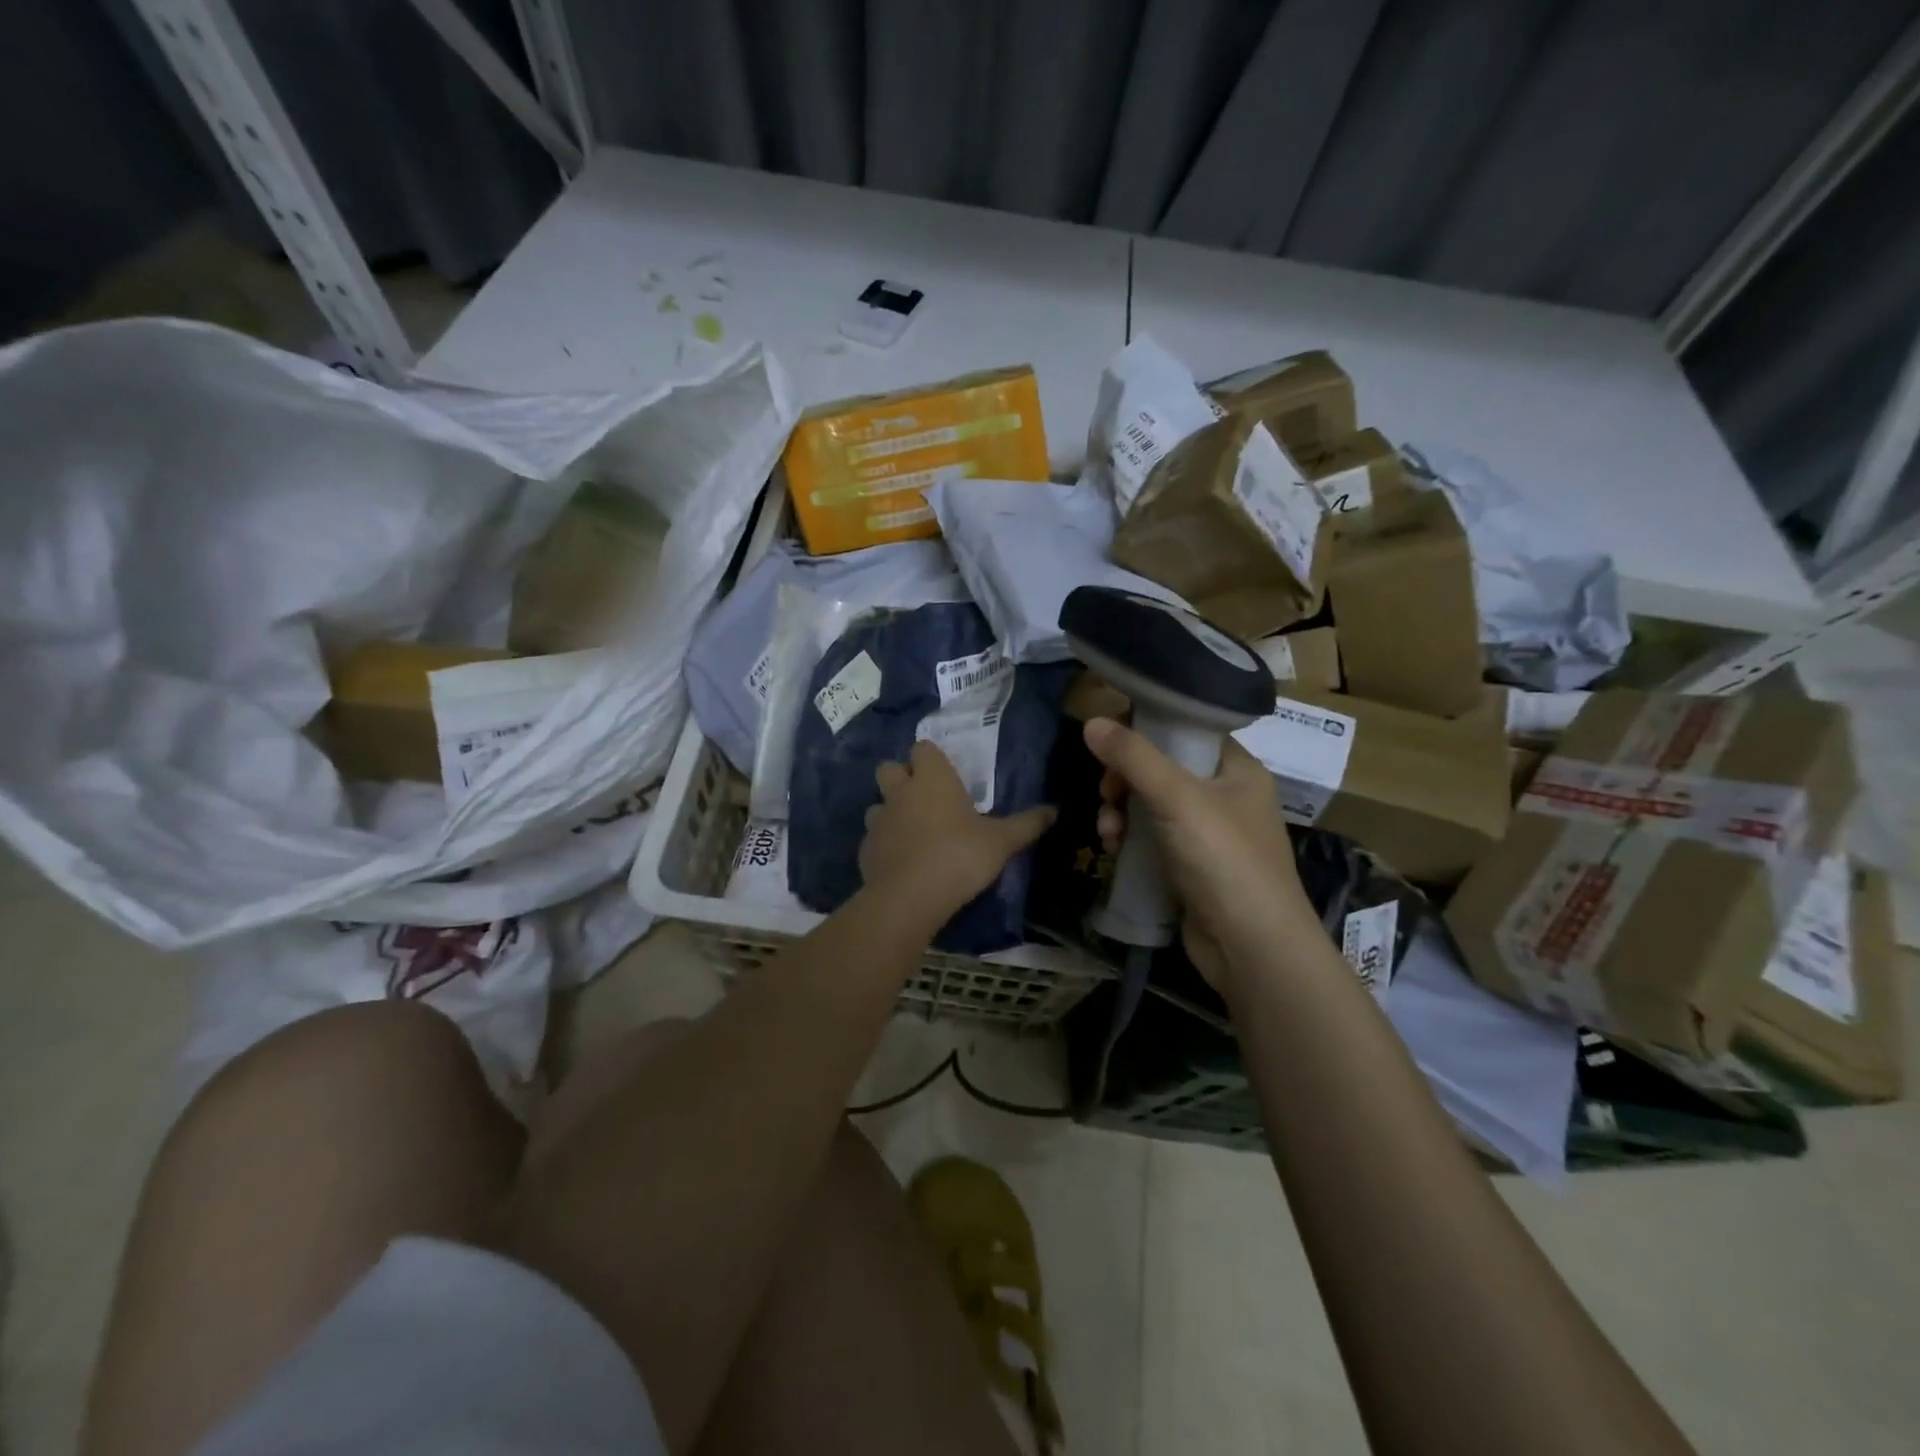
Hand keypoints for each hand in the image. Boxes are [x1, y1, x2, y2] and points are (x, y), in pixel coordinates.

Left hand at [860, 741, 1055, 922]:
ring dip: (891, 812)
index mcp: (932, 779)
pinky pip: (873, 838)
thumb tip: (1055, 810)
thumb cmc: (960, 857)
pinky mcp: (865, 850)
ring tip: (912, 831)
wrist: (910, 898)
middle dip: (902, 777)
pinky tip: (901, 862)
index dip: (931, 758)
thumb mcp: (1002, 842)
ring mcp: (878, 821)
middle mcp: (900, 792)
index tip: (946, 773)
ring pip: (877, 804)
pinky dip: (885, 844)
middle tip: (925, 798)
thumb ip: (1026, 824)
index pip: (923, 748)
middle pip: (890, 768)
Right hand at [1085, 717, 1313, 989]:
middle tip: (1107, 795)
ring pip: (1150, 804)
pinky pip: (1151, 837)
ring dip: (1120, 812)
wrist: (1252, 947)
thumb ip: (1133, 757)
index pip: (1185, 729)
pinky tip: (1113, 851)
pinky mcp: (1190, 865)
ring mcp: (1208, 834)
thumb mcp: (1177, 798)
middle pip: (1160, 768)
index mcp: (1236, 768)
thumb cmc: (1224, 859)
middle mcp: (1225, 795)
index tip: (1109, 743)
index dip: (1145, 730)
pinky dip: (1129, 839)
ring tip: (1107, 833)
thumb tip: (1091, 721)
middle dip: (1124, 780)